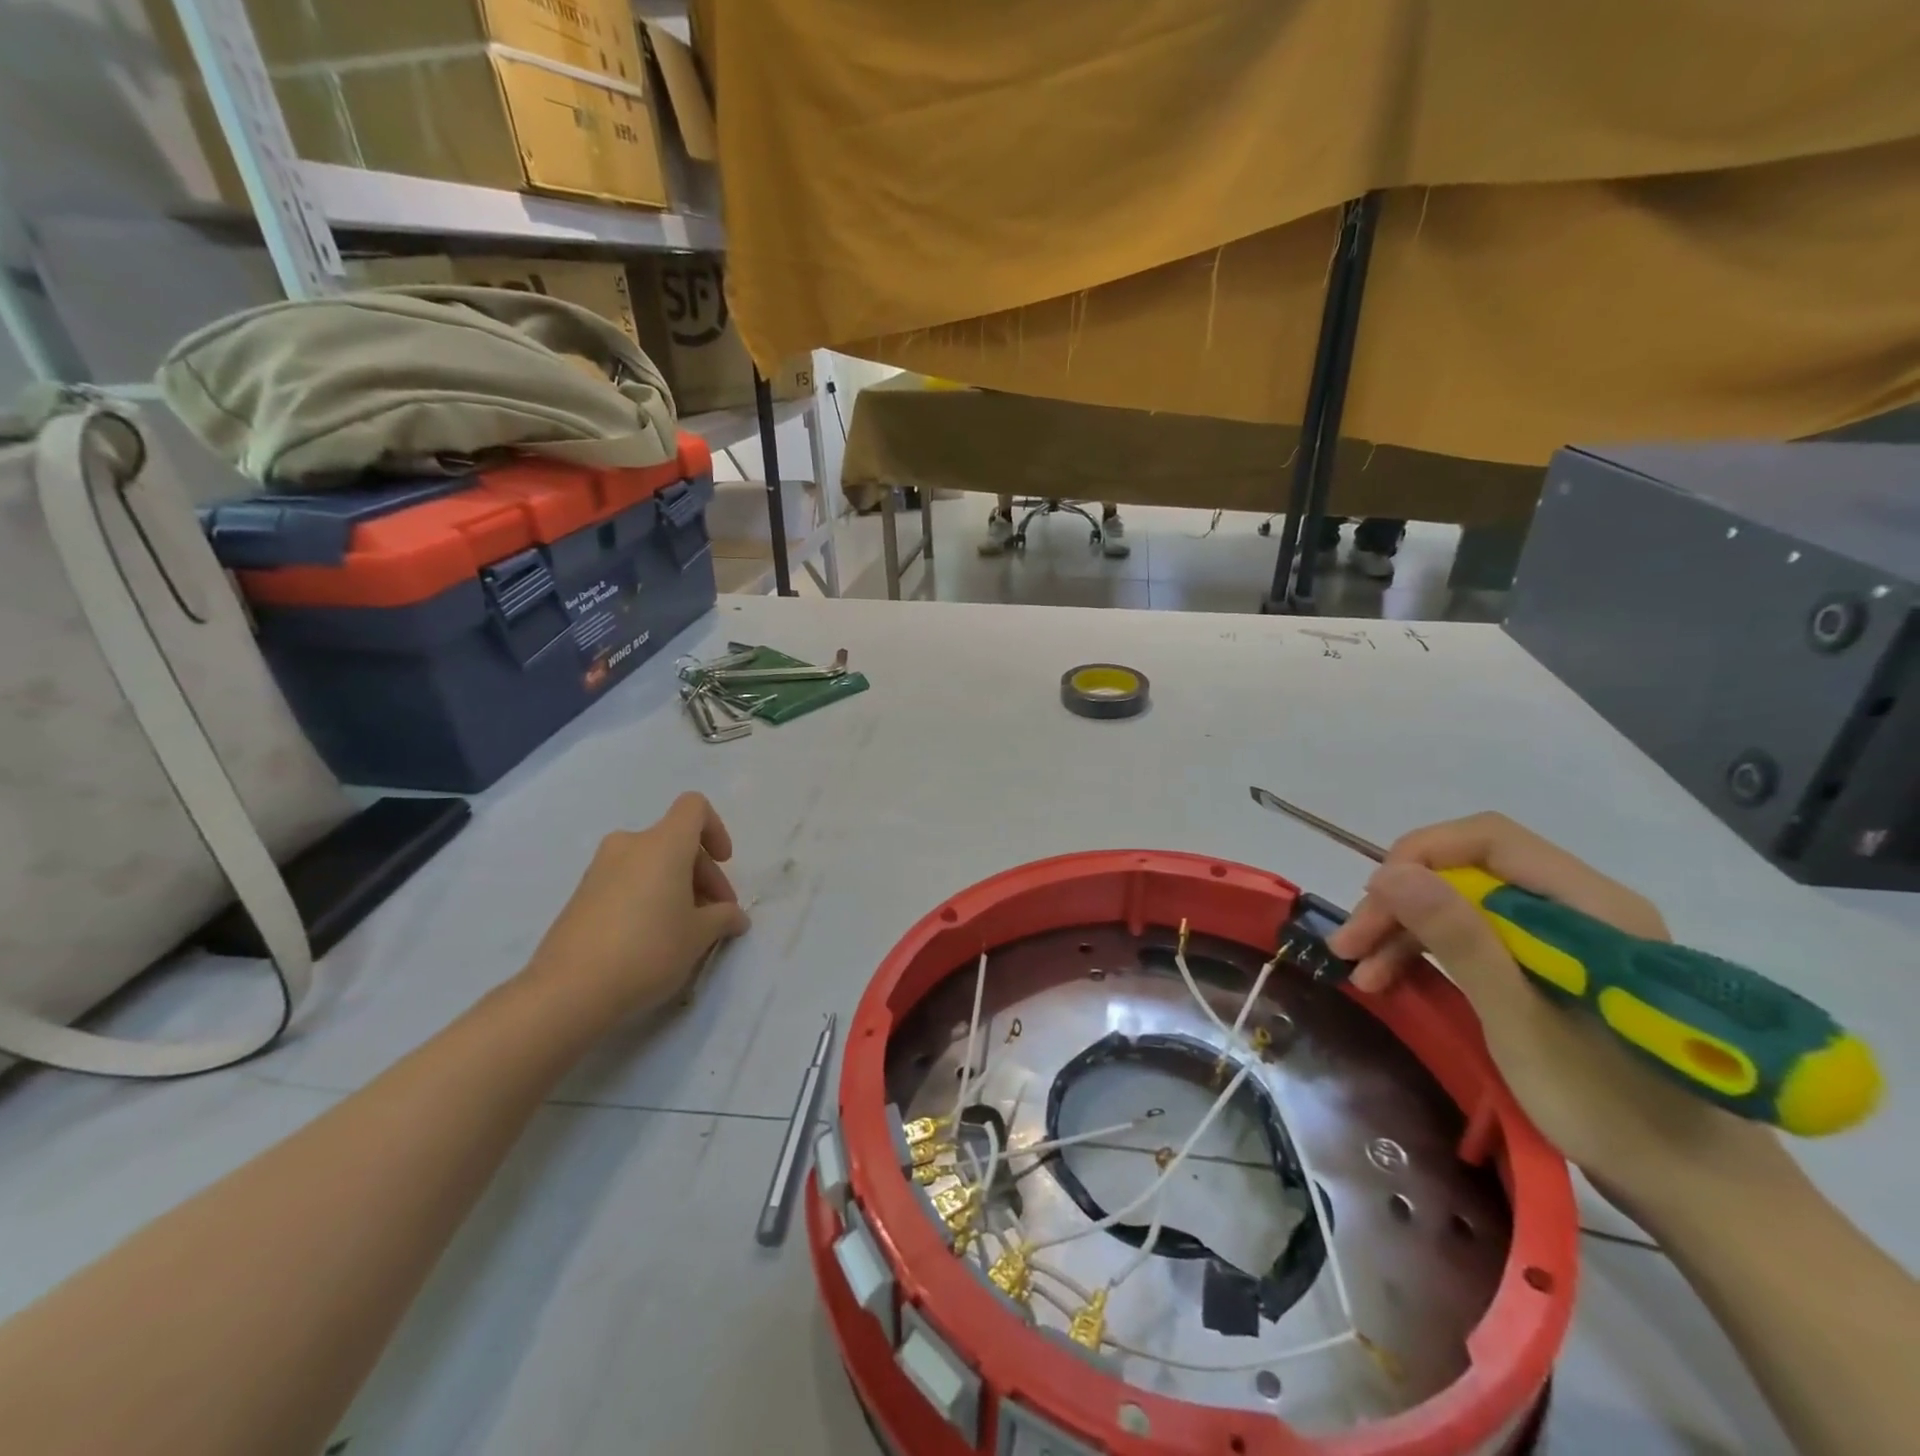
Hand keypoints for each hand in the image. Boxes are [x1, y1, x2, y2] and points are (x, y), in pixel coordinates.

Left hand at [520, 793, 750, 1021]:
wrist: (568, 991)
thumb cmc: (648, 950)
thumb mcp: (699, 936)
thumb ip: (724, 917)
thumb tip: (734, 916)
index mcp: (663, 844)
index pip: (694, 807)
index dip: (716, 829)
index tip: (723, 863)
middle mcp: (629, 845)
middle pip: (676, 841)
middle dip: (702, 873)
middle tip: (715, 915)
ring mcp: (600, 869)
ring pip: (651, 863)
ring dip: (675, 886)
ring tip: (685, 930)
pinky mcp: (581, 895)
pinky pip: (627, 881)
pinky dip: (648, 896)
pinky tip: (651, 938)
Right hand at [1326, 812, 1790, 1215]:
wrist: (1703, 1196)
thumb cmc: (1615, 1109)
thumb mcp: (1520, 1023)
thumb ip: (1459, 939)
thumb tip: (1391, 872)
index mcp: (1591, 907)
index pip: (1490, 840)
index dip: (1421, 856)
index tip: (1373, 900)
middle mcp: (1582, 908)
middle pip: (1470, 873)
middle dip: (1403, 902)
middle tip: (1350, 946)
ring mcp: (1570, 941)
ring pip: (1467, 906)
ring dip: (1408, 931)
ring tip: (1362, 972)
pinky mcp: (1558, 970)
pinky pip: (1480, 938)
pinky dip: (1433, 953)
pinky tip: (1395, 979)